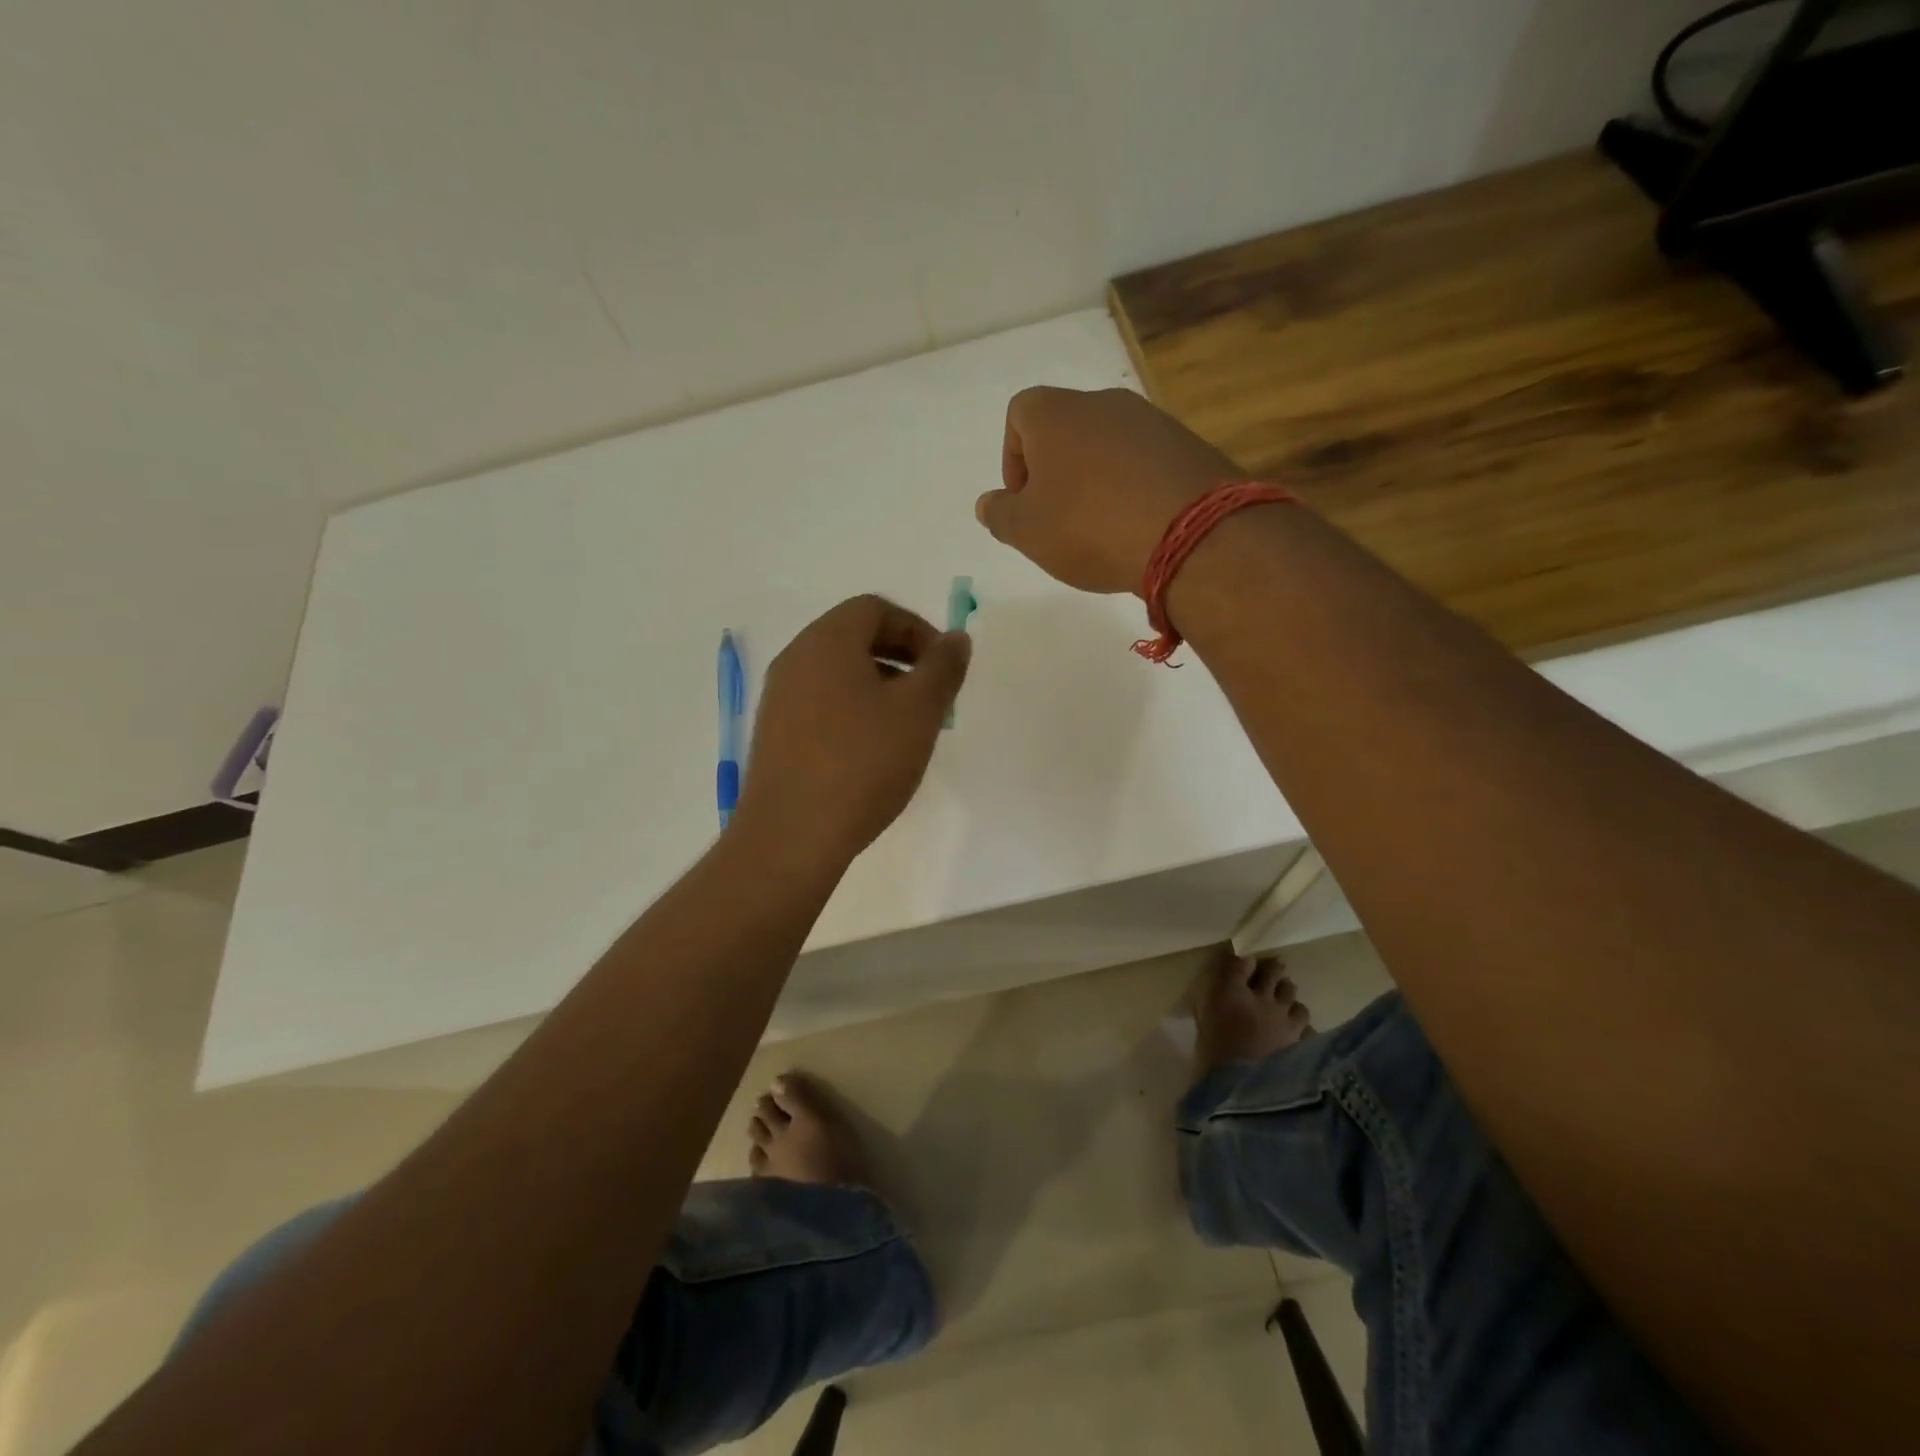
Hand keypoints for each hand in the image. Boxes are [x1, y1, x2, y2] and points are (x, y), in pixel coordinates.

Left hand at [732, 595, 970, 866]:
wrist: (791, 835)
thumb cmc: (861, 763)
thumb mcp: (919, 712)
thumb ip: (943, 667)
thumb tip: (955, 638)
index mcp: (827, 641)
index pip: (875, 608)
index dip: (917, 629)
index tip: (943, 667)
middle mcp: (795, 659)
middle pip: (854, 638)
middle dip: (901, 659)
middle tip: (931, 697)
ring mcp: (779, 698)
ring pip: (838, 674)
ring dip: (879, 687)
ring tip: (907, 729)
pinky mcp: (774, 735)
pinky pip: (821, 704)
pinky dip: (853, 712)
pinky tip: (872, 754)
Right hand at [975, 387, 1243, 594]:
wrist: (1188, 533)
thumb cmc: (1088, 527)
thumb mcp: (1027, 532)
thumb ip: (1000, 515)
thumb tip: (988, 503)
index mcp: (1056, 414)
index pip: (1020, 413)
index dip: (1013, 456)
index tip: (1023, 499)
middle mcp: (1104, 403)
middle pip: (1067, 428)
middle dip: (1056, 470)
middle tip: (1059, 518)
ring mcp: (1152, 420)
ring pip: (1109, 444)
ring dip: (1097, 479)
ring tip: (1102, 527)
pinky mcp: (1188, 445)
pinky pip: (1146, 461)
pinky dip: (1134, 486)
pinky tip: (1139, 525)